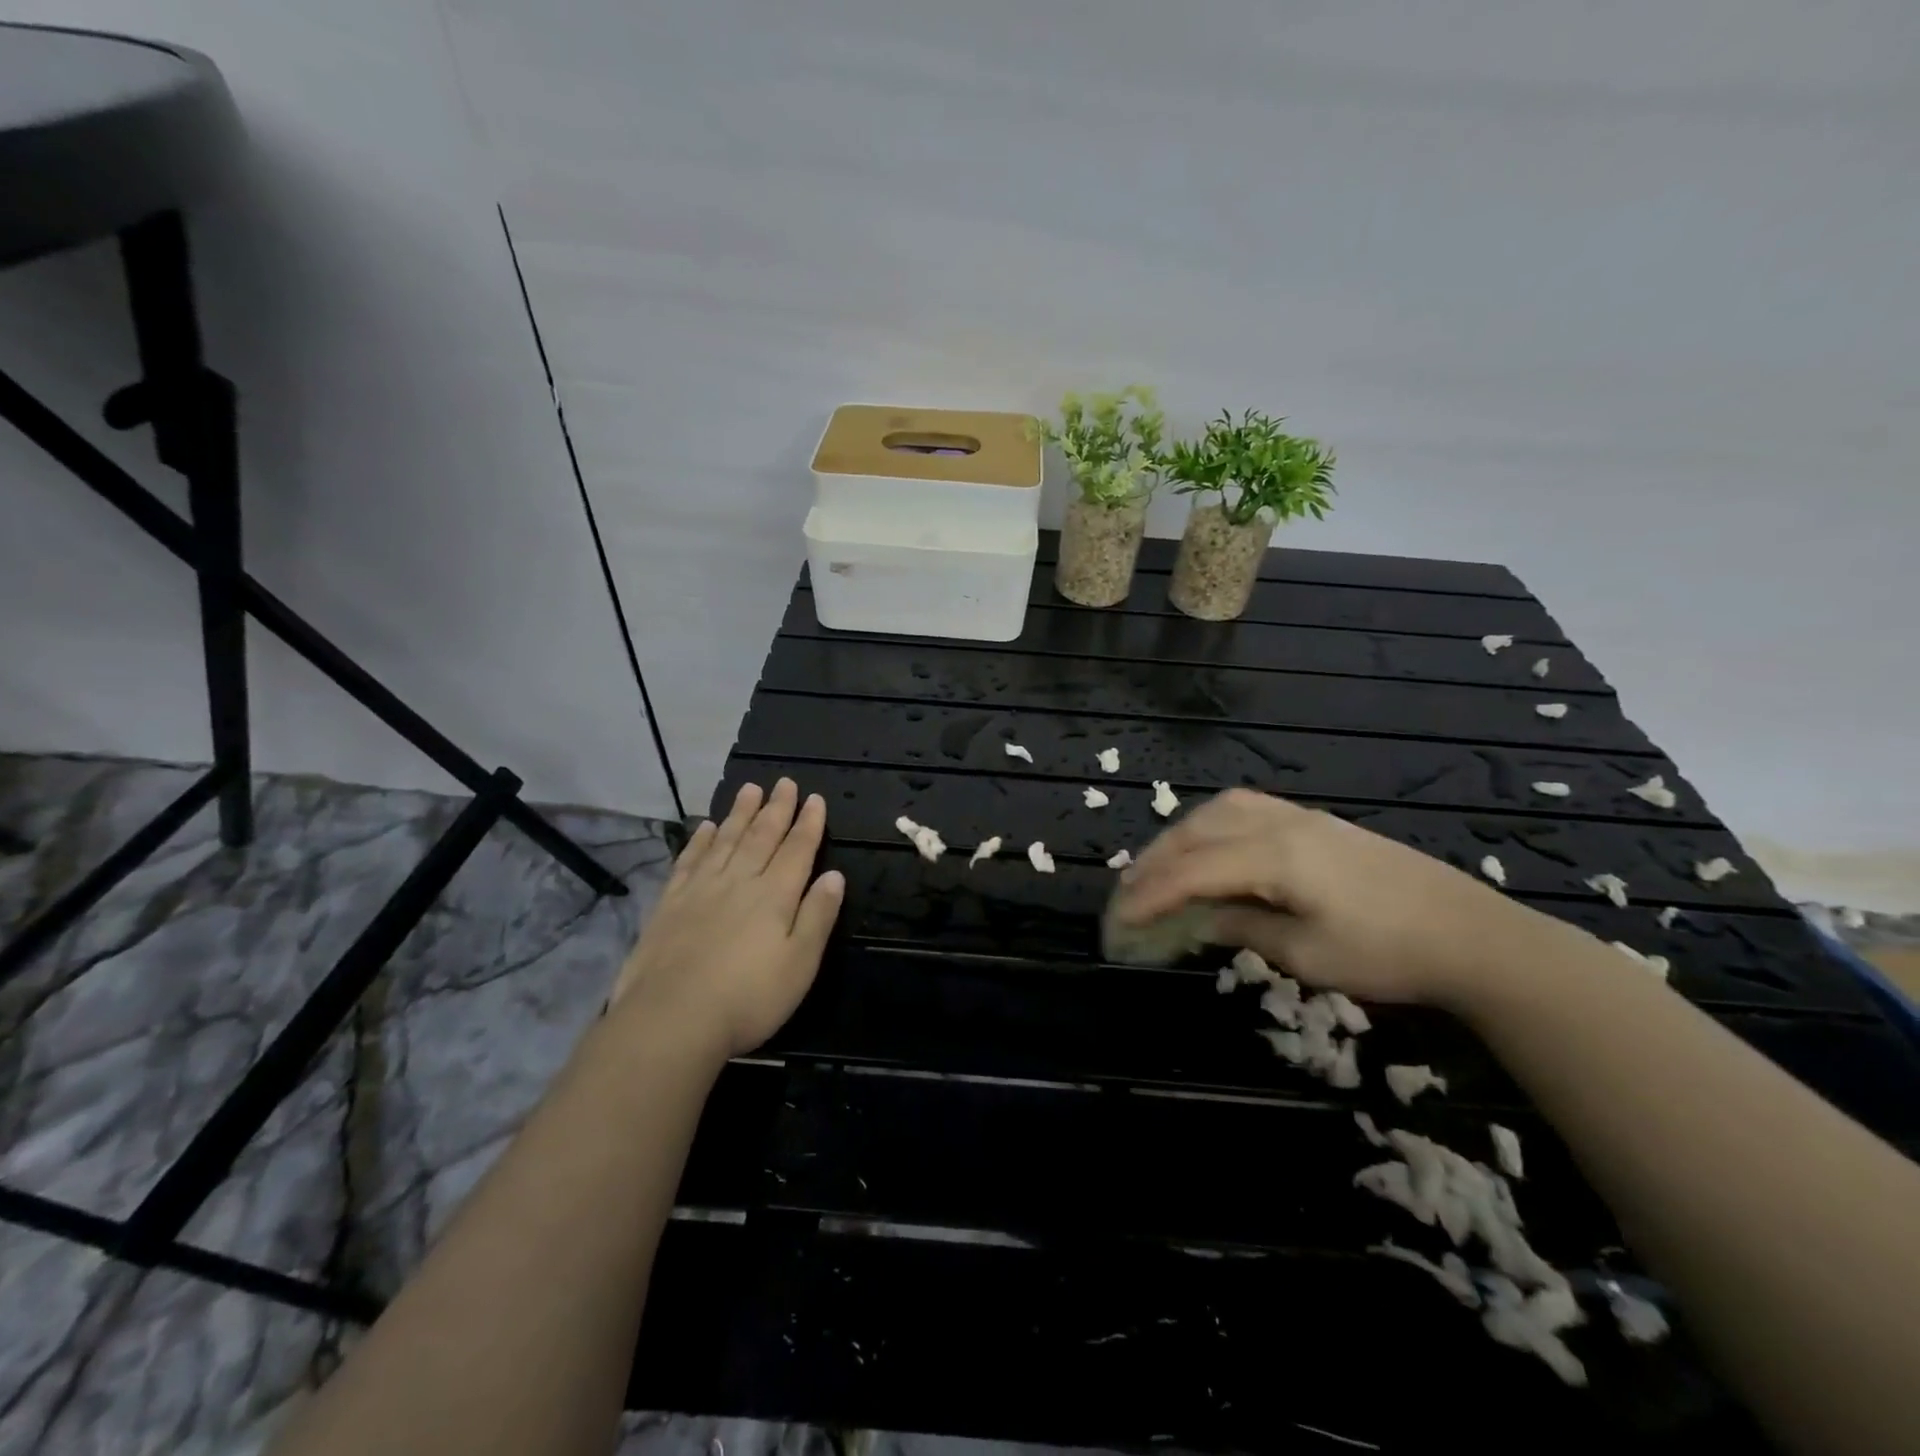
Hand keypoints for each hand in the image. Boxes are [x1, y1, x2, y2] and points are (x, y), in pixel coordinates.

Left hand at [609, 779, 843, 1059]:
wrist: (671, 1018)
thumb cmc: (748, 998)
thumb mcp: (800, 964)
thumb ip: (818, 916)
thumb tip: (834, 875)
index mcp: (775, 896)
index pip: (797, 850)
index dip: (808, 823)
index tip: (815, 798)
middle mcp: (739, 882)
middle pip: (762, 837)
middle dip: (776, 808)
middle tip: (784, 782)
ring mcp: (701, 889)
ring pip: (726, 840)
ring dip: (741, 813)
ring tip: (750, 789)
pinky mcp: (670, 904)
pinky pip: (689, 860)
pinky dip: (701, 840)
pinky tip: (707, 828)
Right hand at [1110, 788, 1542, 1005]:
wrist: (1472, 934)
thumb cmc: (1387, 954)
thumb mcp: (1307, 956)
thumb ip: (1242, 927)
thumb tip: (1196, 919)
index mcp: (1275, 856)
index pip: (1192, 871)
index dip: (1150, 895)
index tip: (1119, 921)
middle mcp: (1279, 823)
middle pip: (1196, 831)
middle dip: (1154, 861)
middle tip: (1126, 893)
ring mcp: (1299, 816)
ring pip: (1217, 811)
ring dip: (1179, 838)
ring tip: (1158, 867)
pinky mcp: (1316, 821)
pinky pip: (1243, 809)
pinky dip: (1209, 826)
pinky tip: (1207, 846)